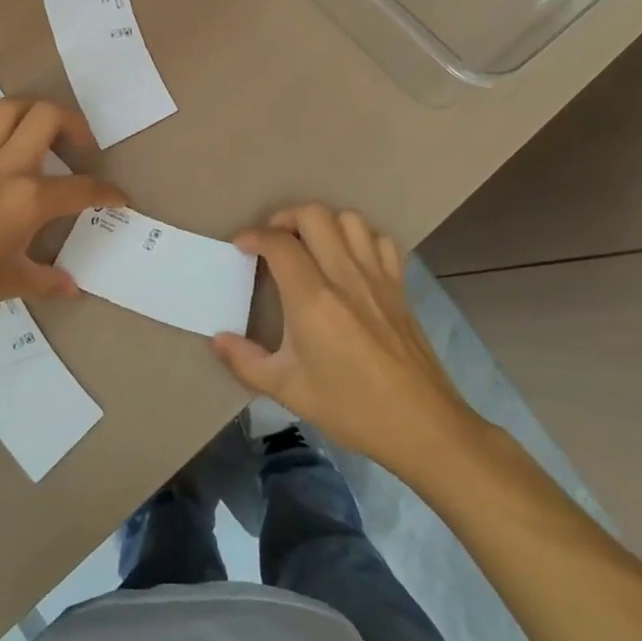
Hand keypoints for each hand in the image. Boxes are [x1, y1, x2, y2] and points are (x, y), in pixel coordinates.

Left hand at [0, 98, 124, 319]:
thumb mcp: (7, 283)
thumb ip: (45, 281)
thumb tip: (72, 287)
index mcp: (29, 198)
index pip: (82, 188)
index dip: (107, 192)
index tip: (119, 198)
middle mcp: (6, 165)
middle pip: (48, 116)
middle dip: (74, 124)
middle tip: (80, 147)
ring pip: (9, 107)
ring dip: (32, 111)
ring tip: (40, 133)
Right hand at [214, 204, 481, 472]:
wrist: (422, 425)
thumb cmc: (351, 407)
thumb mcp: (287, 390)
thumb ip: (245, 360)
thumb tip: (218, 339)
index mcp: (312, 299)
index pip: (278, 243)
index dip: (253, 236)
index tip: (241, 247)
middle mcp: (345, 276)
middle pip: (314, 215)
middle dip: (285, 218)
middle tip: (272, 241)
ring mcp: (377, 277)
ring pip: (349, 219)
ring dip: (323, 223)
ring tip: (308, 245)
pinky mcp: (400, 286)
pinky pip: (380, 241)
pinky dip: (360, 238)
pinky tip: (349, 260)